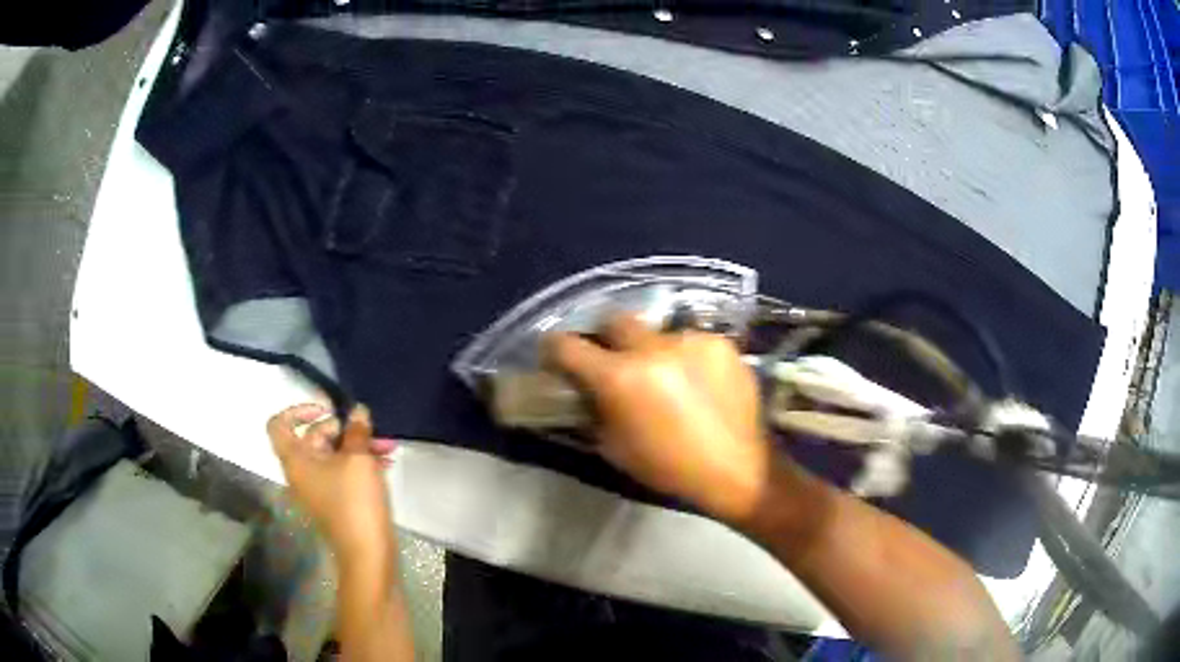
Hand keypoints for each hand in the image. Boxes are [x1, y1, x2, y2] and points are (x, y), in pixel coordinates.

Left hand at [267, 403, 395, 559]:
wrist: (367, 553)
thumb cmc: (355, 501)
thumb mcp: (358, 459)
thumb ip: (357, 430)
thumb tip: (357, 412)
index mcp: (296, 460)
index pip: (279, 424)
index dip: (298, 410)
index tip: (327, 410)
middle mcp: (301, 472)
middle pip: (312, 438)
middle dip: (343, 429)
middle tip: (370, 429)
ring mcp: (318, 488)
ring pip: (332, 456)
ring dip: (357, 446)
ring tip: (388, 446)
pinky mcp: (335, 501)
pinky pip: (342, 473)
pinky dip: (359, 464)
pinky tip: (385, 462)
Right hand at [546, 314, 775, 522]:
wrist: (737, 469)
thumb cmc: (669, 468)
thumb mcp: (615, 448)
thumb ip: (593, 411)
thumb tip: (583, 391)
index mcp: (620, 377)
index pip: (567, 345)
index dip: (553, 349)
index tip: (555, 356)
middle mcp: (653, 347)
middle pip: (613, 319)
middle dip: (606, 337)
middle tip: (614, 360)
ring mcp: (691, 340)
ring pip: (657, 332)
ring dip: (653, 350)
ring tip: (668, 377)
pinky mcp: (721, 343)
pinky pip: (691, 341)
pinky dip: (686, 357)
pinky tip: (699, 383)